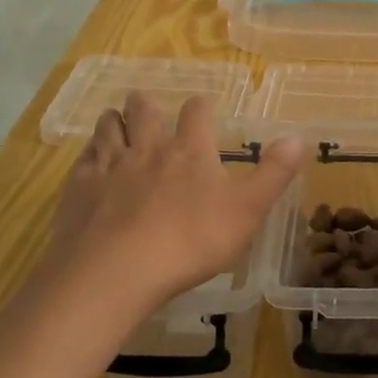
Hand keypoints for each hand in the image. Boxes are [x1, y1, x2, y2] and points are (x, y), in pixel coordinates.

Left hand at [39, 93, 304, 336]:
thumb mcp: (247, 211)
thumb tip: (299, 137)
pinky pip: (83, 159)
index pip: (197, 112)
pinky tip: (91, 160)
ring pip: (109, 128)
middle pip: (145, 111)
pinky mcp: (78, 189)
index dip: (202, 107)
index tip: (203, 108)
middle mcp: (149, 148)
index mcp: (190, 151)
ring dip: (115, 121)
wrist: (115, 272)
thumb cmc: (190, 242)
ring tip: (116, 121)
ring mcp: (109, 166)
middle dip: (148, 105)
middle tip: (148, 104)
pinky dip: (90, 152)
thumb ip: (274, 174)